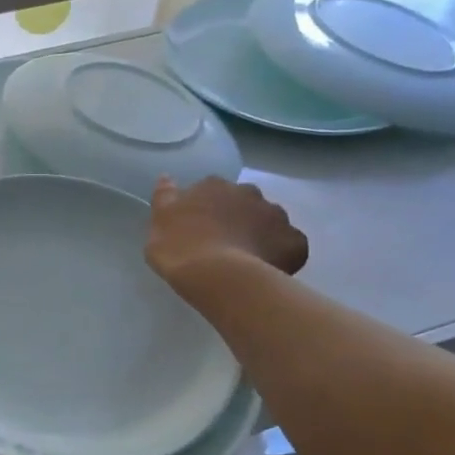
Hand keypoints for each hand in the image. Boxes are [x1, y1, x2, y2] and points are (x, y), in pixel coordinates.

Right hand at [146, 176, 307, 289]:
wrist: (218, 276)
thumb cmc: (179, 248)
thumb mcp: (159, 221)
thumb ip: (165, 197)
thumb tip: (167, 177)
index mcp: (214, 186)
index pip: (212, 191)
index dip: (207, 209)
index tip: (200, 228)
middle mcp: (248, 193)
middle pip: (244, 202)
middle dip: (238, 217)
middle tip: (224, 243)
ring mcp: (276, 215)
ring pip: (269, 221)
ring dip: (260, 233)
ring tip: (246, 259)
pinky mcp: (295, 241)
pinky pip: (289, 245)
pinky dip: (281, 254)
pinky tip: (266, 269)